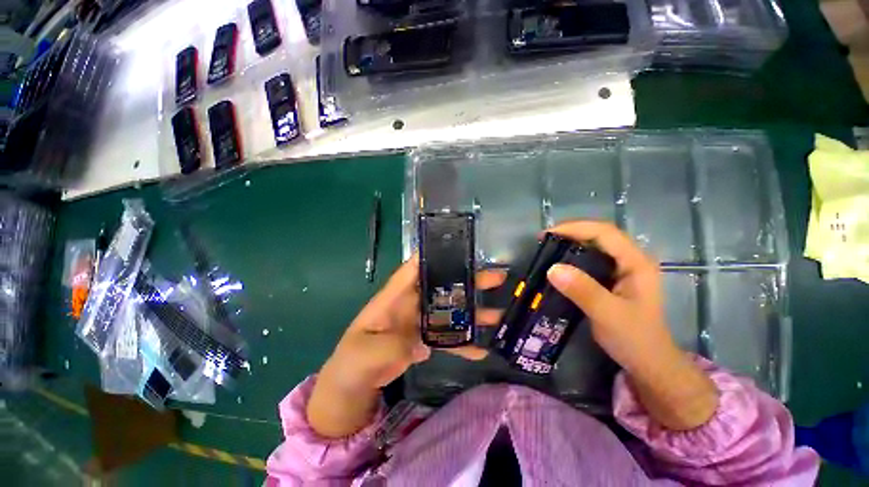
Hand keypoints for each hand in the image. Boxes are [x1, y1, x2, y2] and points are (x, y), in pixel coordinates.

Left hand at [307, 255, 504, 437]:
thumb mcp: (366, 353)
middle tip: (495, 277)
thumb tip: (420, 345)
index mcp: (393, 298)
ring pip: (449, 310)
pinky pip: (447, 337)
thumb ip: (392, 346)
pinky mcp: (424, 339)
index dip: (433, 256)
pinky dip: (463, 342)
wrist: (353, 385)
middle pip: (441, 286)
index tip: (459, 247)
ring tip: (498, 313)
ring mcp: (419, 322)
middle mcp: (410, 304)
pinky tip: (482, 348)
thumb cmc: (353, 361)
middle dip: (466, 280)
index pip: (413, 269)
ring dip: (472, 311)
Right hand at [544, 221, 675, 373]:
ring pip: (594, 247)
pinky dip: (573, 258)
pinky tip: (560, 265)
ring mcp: (622, 270)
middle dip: (570, 233)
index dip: (575, 228)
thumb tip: (552, 268)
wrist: (649, 363)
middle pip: (599, 235)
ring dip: (570, 244)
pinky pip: (590, 261)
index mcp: (636, 263)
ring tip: (548, 249)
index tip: (548, 235)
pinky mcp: (613, 280)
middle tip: (544, 241)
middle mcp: (631, 260)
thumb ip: (583, 290)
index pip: (604, 233)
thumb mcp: (608, 315)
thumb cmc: (634, 339)